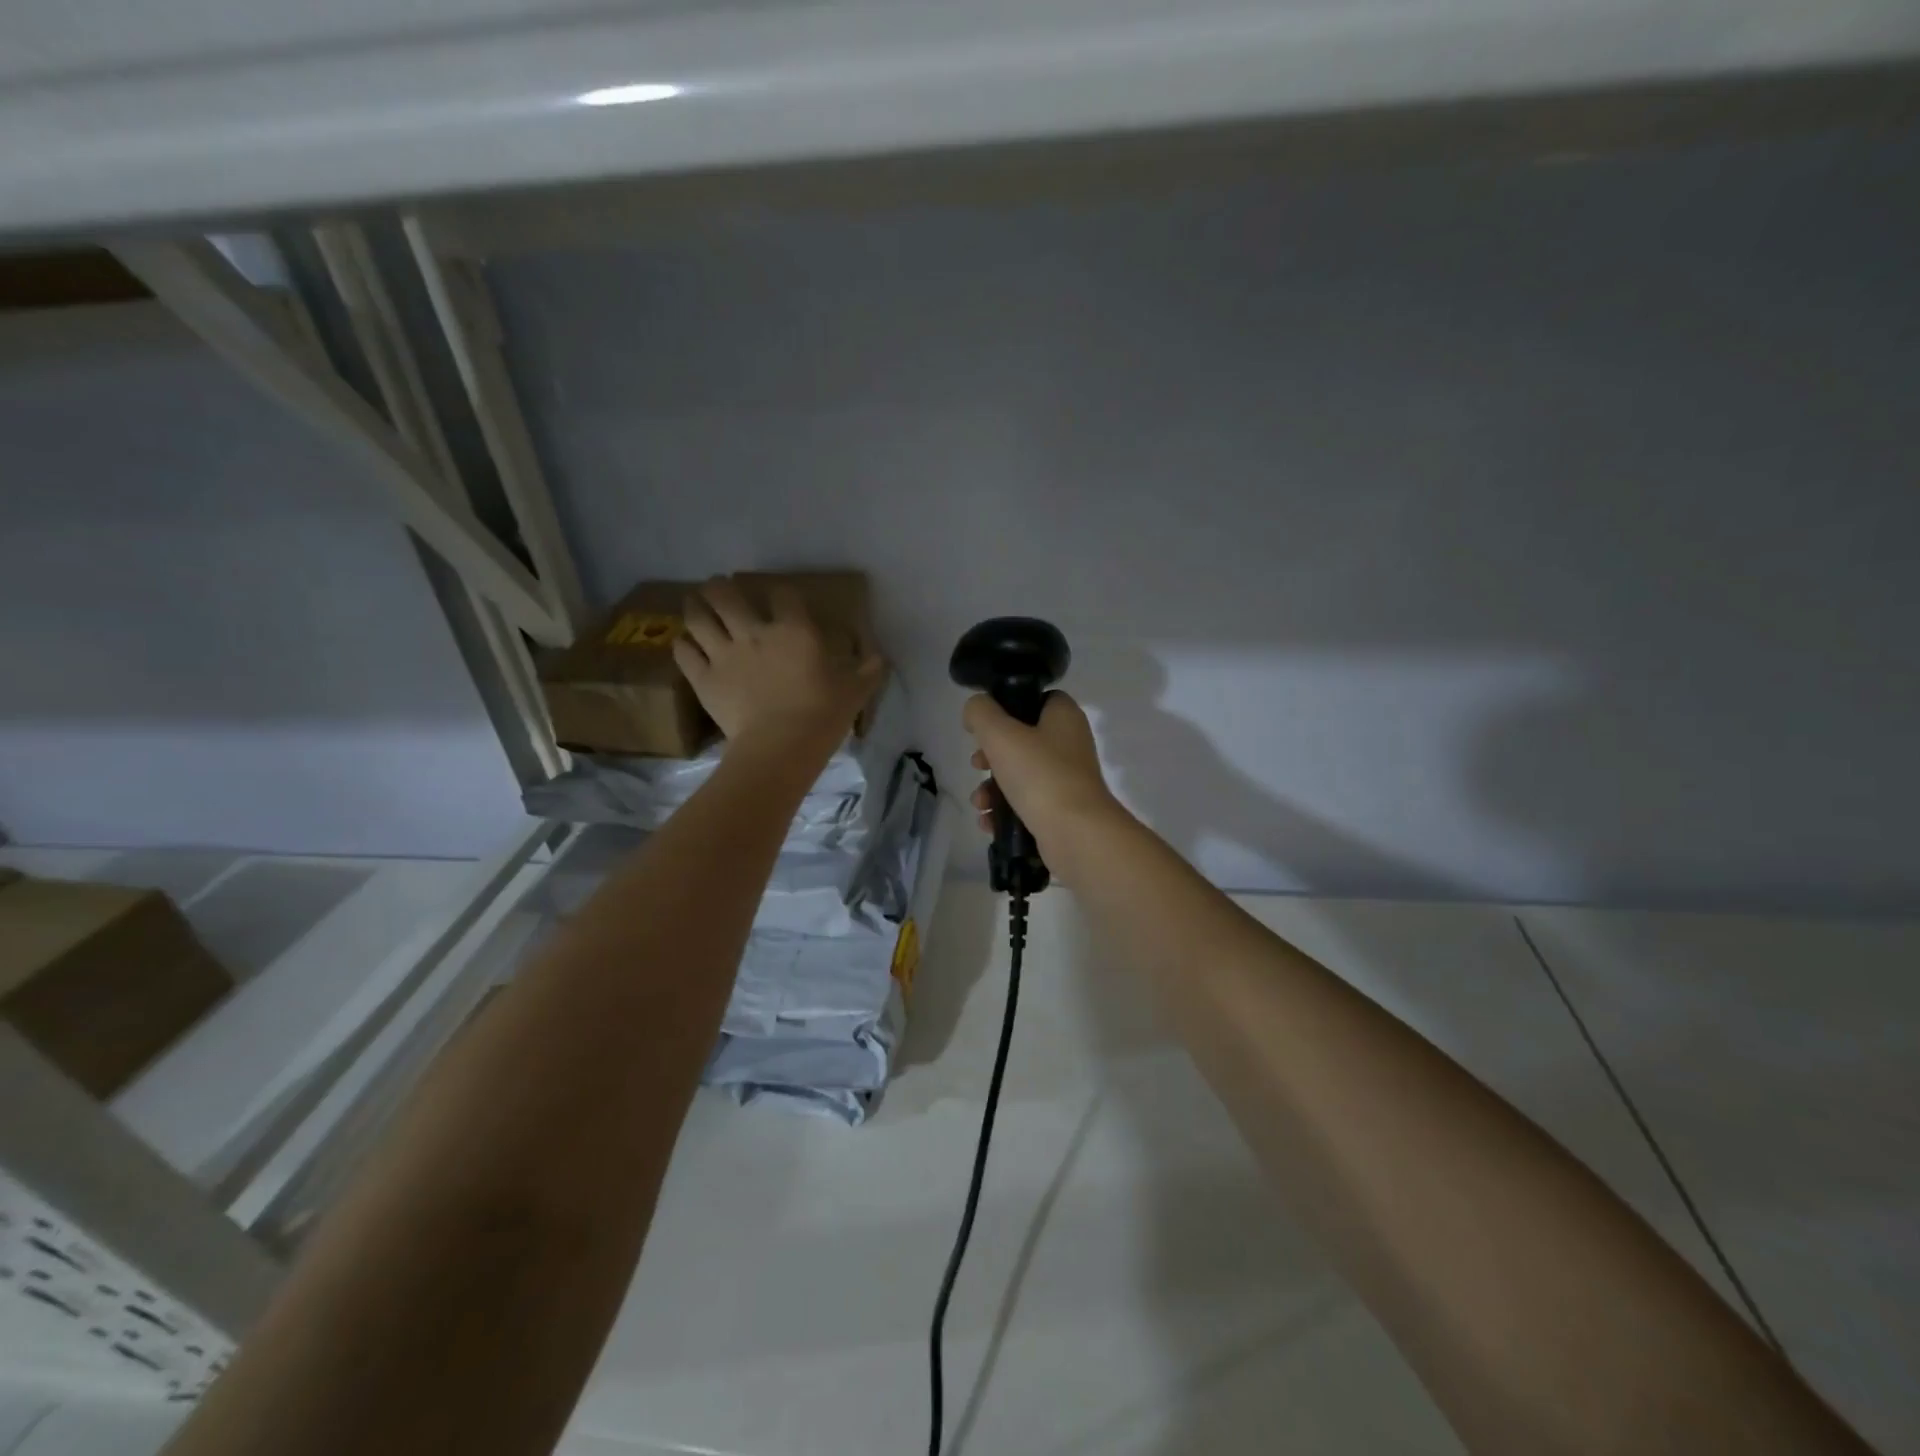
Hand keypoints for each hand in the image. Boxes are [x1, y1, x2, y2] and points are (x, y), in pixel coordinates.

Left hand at [675, 577, 882, 751]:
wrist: (781, 747)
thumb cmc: (822, 715)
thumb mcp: (855, 692)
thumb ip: (868, 671)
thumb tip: (881, 658)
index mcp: (794, 630)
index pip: (783, 594)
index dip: (781, 593)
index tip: (781, 598)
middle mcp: (754, 632)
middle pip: (725, 594)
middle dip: (720, 587)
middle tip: (720, 587)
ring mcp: (723, 654)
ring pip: (698, 617)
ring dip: (695, 606)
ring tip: (695, 603)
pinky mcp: (703, 678)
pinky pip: (684, 651)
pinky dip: (683, 644)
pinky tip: (686, 643)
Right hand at [963, 691, 1127, 866]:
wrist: (1076, 834)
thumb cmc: (1040, 775)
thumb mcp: (1000, 734)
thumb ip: (980, 713)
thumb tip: (975, 710)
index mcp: (1064, 716)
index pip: (1035, 699)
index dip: (1006, 707)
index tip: (984, 725)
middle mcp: (1069, 744)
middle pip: (1021, 740)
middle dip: (990, 756)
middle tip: (977, 764)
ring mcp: (1067, 780)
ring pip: (1020, 775)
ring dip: (992, 788)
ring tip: (980, 803)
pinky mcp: (1061, 810)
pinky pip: (1026, 804)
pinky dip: (1005, 811)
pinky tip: (988, 822)